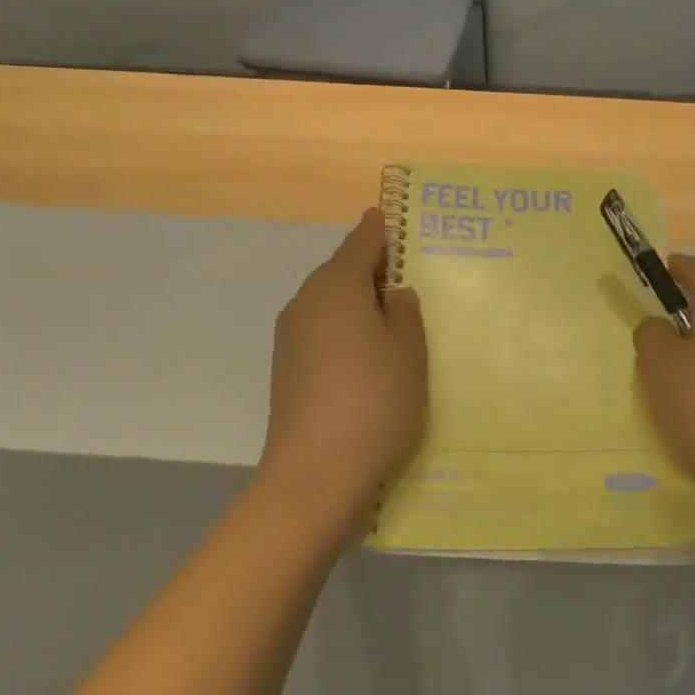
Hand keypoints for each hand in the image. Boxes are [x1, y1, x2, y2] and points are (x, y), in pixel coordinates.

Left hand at [259, 209, 426, 536]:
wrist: (314, 475)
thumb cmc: (374, 401)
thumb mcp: (408, 350)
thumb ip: (405, 311)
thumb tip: (392, 293)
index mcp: (337, 285)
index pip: (362, 240)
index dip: (381, 228)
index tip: (395, 219)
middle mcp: (307, 300)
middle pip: (341, 269)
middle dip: (372, 266)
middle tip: (407, 273)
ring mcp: (291, 335)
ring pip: (330, 300)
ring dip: (357, 299)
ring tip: (391, 315)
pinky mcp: (286, 367)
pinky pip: (321, 328)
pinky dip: (344, 327)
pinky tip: (365, 352)